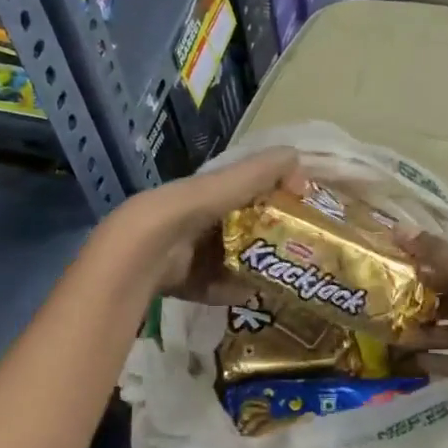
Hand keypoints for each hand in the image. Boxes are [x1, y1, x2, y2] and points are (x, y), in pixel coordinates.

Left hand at [100, 148, 298, 301]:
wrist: (148, 249)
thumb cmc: (193, 208)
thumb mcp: (232, 183)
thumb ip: (263, 170)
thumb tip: (297, 154)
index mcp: (209, 192)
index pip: (247, 193)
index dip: (273, 199)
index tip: (299, 212)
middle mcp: (199, 220)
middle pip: (242, 229)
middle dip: (268, 239)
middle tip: (298, 251)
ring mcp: (190, 252)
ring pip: (231, 259)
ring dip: (253, 268)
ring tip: (281, 276)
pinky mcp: (185, 280)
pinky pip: (216, 286)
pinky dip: (231, 290)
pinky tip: (250, 294)